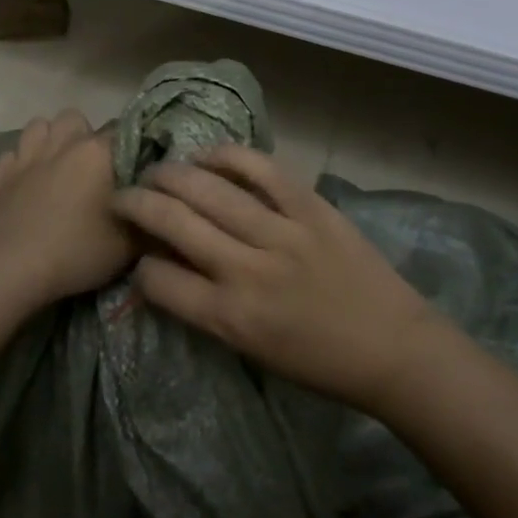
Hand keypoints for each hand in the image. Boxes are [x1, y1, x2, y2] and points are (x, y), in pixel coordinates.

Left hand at [0, 109, 134, 311]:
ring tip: (57, 165)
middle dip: (84, 135)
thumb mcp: (130, 245)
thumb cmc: (77, 252)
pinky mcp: (0, 176)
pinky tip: (26, 183)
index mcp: (97, 152)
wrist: (12, 269)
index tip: (132, 171)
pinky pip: (12, 154)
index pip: (123, 130)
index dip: (130, 148)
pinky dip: (20, 163)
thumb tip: (157, 201)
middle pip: (75, 118)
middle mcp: (63, 144)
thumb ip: (149, 216)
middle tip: (91, 168)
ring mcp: (27, 157)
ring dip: (49, 139)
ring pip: (38, 126)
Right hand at [111, 144, 441, 413]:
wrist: (393, 348)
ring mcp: (281, 233)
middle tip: (124, 193)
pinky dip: (230, 156)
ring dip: (173, 174)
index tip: (140, 254)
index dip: (139, 265)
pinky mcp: (311, 207)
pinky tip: (209, 154)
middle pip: (174, 223)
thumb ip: (207, 308)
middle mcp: (246, 271)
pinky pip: (262, 170)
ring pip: (210, 189)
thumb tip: (170, 269)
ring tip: (158, 169)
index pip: (159, 280)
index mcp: (230, 317)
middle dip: (138, 203)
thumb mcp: (251, 349)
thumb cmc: (320, 363)